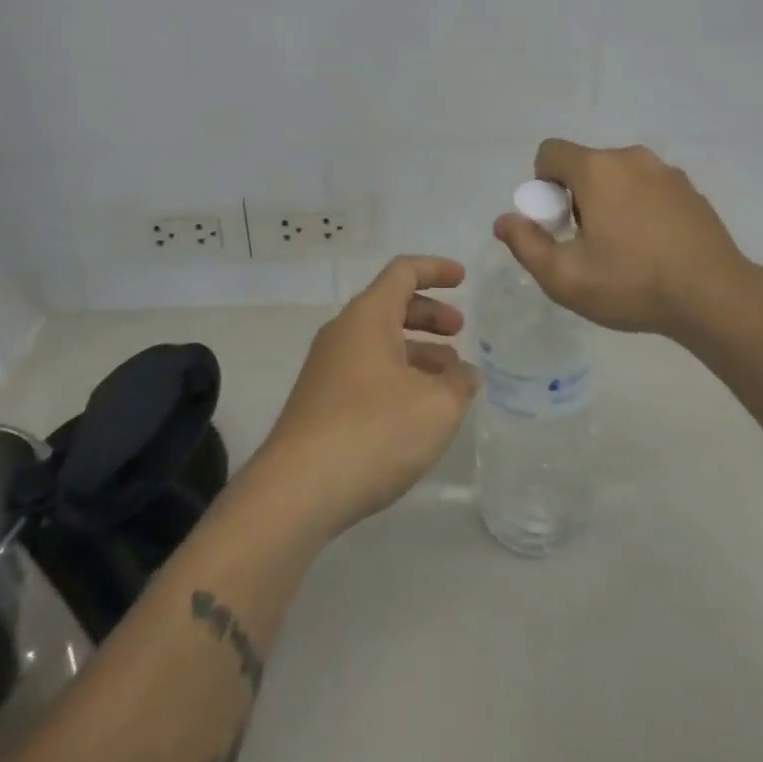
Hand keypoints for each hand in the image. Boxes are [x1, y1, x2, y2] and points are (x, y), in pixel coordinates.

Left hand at [255, 255, 478, 538]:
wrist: (297, 491)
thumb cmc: (374, 431)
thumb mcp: (436, 406)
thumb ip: (459, 383)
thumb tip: (465, 374)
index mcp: (368, 316)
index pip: (403, 272)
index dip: (436, 269)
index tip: (463, 279)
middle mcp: (343, 333)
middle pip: (390, 306)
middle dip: (429, 315)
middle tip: (460, 332)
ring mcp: (326, 369)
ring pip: (379, 343)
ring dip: (417, 351)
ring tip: (449, 379)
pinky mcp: (320, 403)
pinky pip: (366, 372)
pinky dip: (398, 376)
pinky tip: (418, 411)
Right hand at [493, 139, 761, 337]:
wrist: (716, 298)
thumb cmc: (632, 283)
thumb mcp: (565, 277)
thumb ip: (526, 244)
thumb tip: (505, 220)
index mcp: (597, 169)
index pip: (550, 152)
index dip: (541, 184)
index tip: (556, 223)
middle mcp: (631, 158)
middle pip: (586, 166)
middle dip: (576, 197)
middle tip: (587, 244)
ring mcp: (666, 172)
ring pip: (620, 177)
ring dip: (610, 202)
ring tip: (623, 251)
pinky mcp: (691, 190)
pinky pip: (650, 189)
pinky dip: (641, 209)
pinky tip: (654, 250)